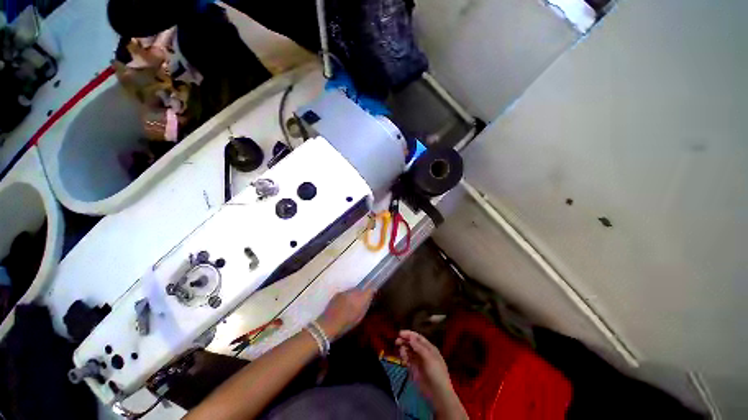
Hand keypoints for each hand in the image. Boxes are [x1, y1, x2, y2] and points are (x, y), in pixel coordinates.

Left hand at [316, 289, 373, 340]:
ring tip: (352, 303)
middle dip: (362, 293)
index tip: (373, 293)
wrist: (328, 324)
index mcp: (360, 298)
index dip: (372, 290)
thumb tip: (370, 297)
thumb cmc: (346, 324)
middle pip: (361, 289)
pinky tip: (344, 304)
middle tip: (362, 301)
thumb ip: (365, 305)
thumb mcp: (359, 317)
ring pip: (353, 290)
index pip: (370, 289)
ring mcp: (344, 292)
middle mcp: (353, 292)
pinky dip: (347, 296)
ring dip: (354, 295)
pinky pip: (346, 293)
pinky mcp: (338, 293)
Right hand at [396, 330, 467, 419]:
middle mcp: (423, 353)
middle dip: (405, 341)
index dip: (409, 334)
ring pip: (409, 351)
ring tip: (401, 352)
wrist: (438, 394)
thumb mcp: (429, 358)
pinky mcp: (414, 370)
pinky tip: (403, 359)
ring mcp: (419, 361)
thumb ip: (419, 347)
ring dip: (404, 349)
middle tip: (397, 341)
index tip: (400, 333)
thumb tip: (411, 337)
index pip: (418, 338)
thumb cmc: (437, 373)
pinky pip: (408, 360)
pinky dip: (404, 357)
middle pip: (412, 344)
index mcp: (429, 348)